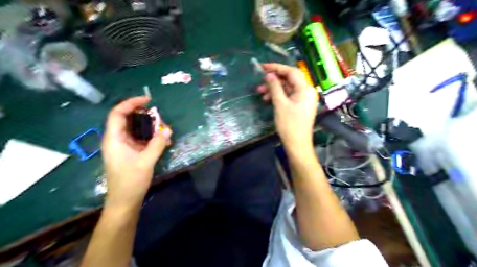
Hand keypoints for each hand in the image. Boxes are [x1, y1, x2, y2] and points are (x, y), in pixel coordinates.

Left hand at [101, 96, 172, 210]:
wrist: (125, 201)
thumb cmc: (130, 182)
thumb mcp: (146, 161)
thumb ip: (157, 144)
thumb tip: (167, 130)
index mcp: (114, 139)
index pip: (118, 113)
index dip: (131, 103)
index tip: (148, 100)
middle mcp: (117, 139)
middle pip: (127, 119)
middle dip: (144, 115)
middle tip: (160, 118)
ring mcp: (124, 146)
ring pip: (136, 129)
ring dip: (150, 127)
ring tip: (164, 130)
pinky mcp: (130, 152)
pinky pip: (141, 138)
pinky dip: (151, 137)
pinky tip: (163, 141)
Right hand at [255, 63, 317, 149]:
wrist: (297, 144)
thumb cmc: (289, 125)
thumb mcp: (280, 104)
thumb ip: (275, 87)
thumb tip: (269, 75)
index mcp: (305, 89)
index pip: (291, 72)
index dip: (276, 67)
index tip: (263, 67)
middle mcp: (307, 91)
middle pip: (289, 79)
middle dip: (274, 80)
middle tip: (260, 82)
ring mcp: (304, 99)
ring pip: (287, 88)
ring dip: (274, 89)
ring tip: (261, 93)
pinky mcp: (300, 105)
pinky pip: (288, 96)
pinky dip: (278, 96)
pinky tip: (268, 99)